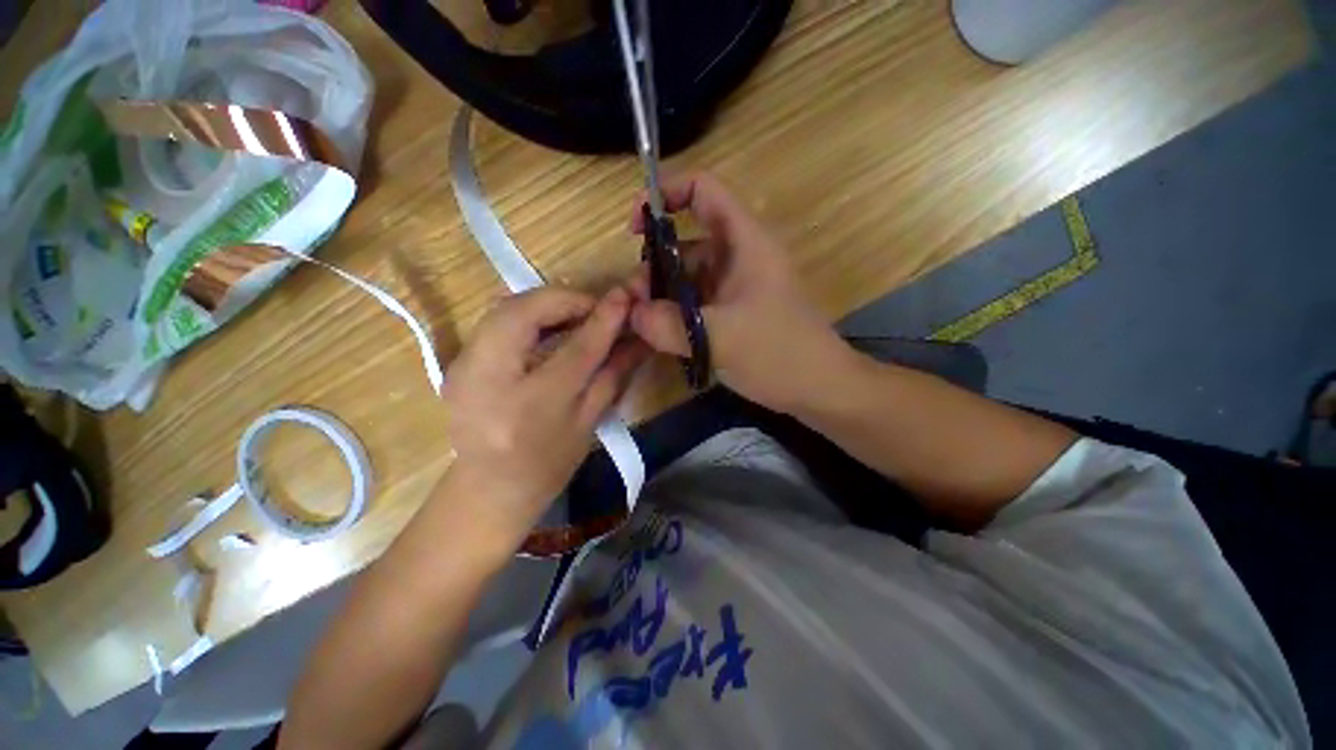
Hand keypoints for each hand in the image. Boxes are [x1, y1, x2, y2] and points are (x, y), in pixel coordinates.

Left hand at [441, 287, 644, 547]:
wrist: (488, 490)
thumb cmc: (547, 465)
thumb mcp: (588, 421)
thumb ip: (614, 372)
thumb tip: (640, 337)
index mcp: (530, 406)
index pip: (575, 349)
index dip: (604, 318)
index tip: (626, 294)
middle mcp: (487, 379)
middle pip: (523, 311)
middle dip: (566, 299)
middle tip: (597, 306)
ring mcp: (463, 368)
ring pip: (505, 308)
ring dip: (547, 303)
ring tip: (578, 314)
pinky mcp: (458, 362)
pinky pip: (496, 321)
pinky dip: (529, 313)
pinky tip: (550, 324)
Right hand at [628, 172, 850, 412]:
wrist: (819, 387)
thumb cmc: (778, 353)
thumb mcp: (720, 338)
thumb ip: (668, 325)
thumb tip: (631, 314)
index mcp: (744, 242)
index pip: (704, 190)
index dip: (667, 193)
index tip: (636, 228)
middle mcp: (738, 257)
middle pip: (686, 241)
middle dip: (654, 265)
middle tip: (633, 301)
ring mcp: (736, 287)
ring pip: (689, 276)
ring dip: (663, 294)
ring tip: (642, 323)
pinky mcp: (733, 312)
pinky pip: (696, 301)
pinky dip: (677, 312)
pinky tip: (661, 334)